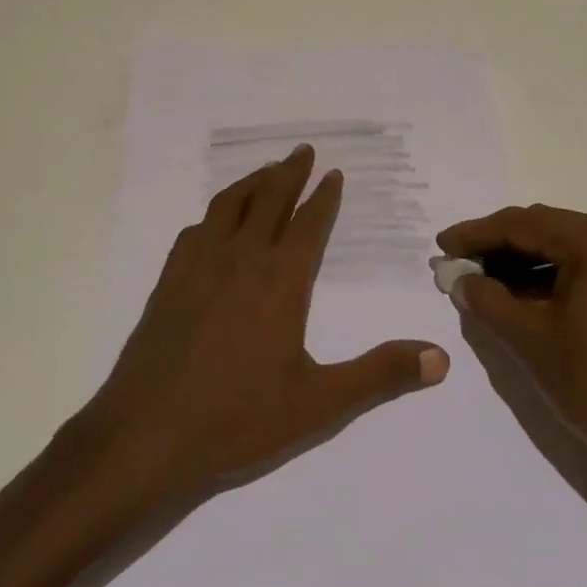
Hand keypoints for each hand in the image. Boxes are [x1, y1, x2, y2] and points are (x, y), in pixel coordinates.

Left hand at [75, 144, 449, 514]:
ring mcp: (198, 266)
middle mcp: (240, 259)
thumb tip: (440, 358)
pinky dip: (214, 213)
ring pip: (228, 206)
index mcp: (279, 280)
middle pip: (268, 200)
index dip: (324, 196)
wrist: (145, 435)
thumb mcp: (318, 404)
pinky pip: (196, 230)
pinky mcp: (169, 281)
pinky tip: (214, 223)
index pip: (308, 223)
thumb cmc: (237, 419)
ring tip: (265, 171)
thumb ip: (379, 376)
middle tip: (303, 150)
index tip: (333, 172)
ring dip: (251, 182)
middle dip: (289, 173)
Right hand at [437, 205, 586, 516]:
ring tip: (484, 281)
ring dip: (524, 261)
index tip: (442, 246)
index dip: (476, 234)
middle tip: (459, 264)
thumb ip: (487, 299)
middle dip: (499, 246)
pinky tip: (523, 294)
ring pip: (566, 246)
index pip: (523, 224)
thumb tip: (460, 279)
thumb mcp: (530, 339)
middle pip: (546, 229)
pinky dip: (553, 276)